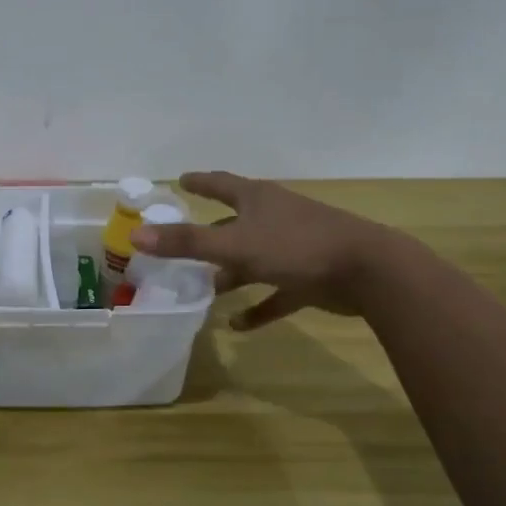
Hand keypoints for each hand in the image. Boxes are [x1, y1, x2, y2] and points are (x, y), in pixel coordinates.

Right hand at [130, 172, 412, 328]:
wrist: (369, 272)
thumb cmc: (296, 247)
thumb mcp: (234, 245)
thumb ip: (186, 242)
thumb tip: (136, 235)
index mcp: (257, 200)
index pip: (220, 184)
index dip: (199, 182)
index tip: (180, 181)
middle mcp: (274, 218)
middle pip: (234, 223)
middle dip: (209, 234)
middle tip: (182, 246)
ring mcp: (294, 247)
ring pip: (253, 259)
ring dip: (230, 274)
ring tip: (204, 289)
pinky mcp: (309, 277)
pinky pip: (276, 293)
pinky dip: (258, 307)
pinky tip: (238, 325)